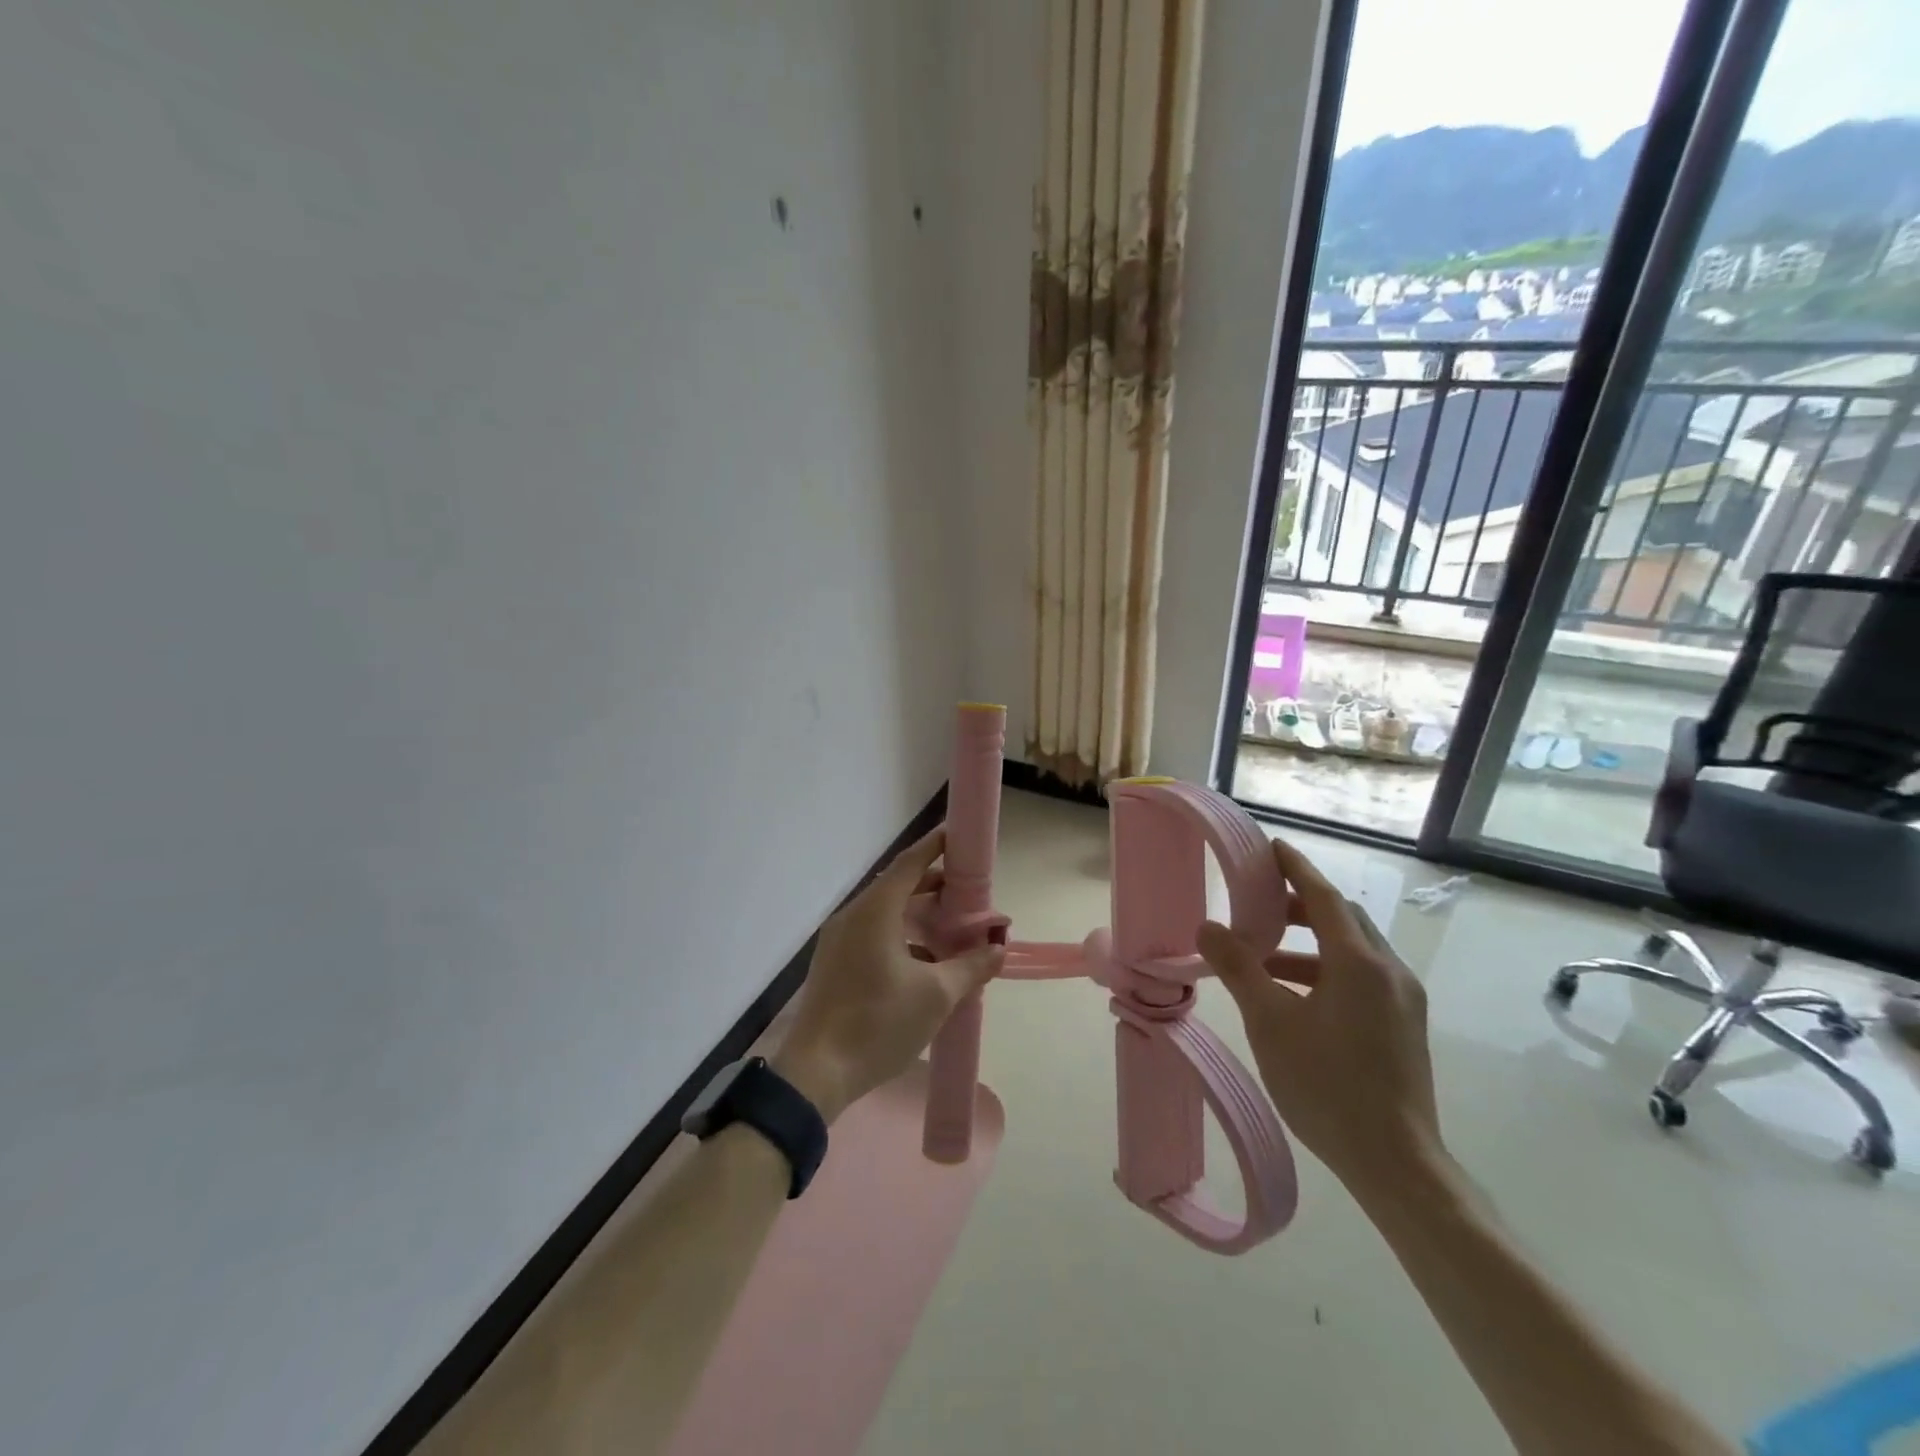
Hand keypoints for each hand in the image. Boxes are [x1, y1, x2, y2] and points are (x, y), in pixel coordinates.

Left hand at [774, 829, 1004, 1122]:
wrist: (816, 1074)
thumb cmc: (879, 1024)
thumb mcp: (936, 996)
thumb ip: (971, 966)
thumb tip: (999, 948)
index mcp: (874, 912)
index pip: (909, 863)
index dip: (936, 847)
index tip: (959, 838)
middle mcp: (852, 916)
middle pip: (897, 886)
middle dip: (934, 886)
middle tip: (969, 894)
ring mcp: (839, 941)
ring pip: (885, 912)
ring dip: (918, 913)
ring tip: (952, 927)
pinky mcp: (834, 963)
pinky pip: (872, 933)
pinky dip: (901, 934)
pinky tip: (925, 960)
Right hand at [1196, 837, 1442, 1201]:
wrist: (1396, 1165)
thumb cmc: (1327, 1085)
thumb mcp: (1270, 1022)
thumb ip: (1238, 968)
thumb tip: (1208, 928)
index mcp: (1359, 962)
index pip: (1323, 897)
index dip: (1295, 868)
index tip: (1271, 847)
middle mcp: (1389, 971)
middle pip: (1342, 919)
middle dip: (1299, 905)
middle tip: (1258, 904)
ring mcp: (1402, 1001)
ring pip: (1353, 950)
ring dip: (1309, 942)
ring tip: (1264, 956)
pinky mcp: (1404, 1026)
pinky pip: (1362, 977)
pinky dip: (1326, 970)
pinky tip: (1294, 996)